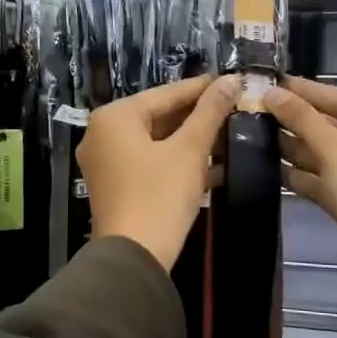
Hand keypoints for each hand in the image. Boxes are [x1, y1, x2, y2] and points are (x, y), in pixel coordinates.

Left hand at [79, 75, 239, 269]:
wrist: (134, 258)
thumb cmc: (160, 195)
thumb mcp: (190, 150)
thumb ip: (210, 112)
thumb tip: (231, 79)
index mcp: (114, 117)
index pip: (166, 93)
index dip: (203, 88)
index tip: (233, 82)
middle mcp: (102, 134)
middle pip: (158, 116)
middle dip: (197, 117)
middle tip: (234, 109)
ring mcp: (105, 162)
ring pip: (155, 141)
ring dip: (191, 141)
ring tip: (229, 134)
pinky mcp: (115, 187)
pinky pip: (149, 162)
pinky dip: (177, 162)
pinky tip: (214, 166)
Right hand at [264, 77, 336, 284]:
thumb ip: (304, 119)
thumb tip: (272, 92)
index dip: (307, 90)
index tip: (274, 80)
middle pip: (335, 126)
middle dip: (298, 120)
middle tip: (258, 106)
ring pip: (328, 154)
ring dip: (296, 146)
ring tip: (256, 132)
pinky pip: (326, 179)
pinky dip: (303, 174)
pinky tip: (270, 166)